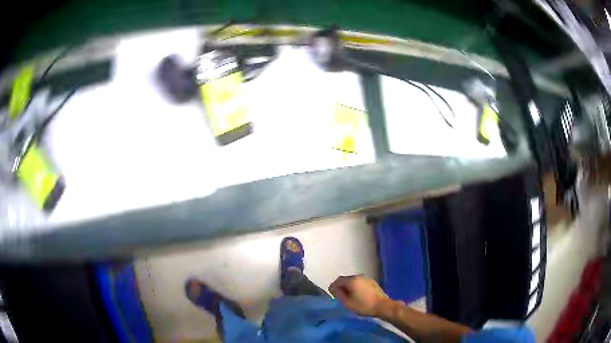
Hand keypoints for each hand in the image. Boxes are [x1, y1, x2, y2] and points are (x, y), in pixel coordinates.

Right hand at [328, 275, 389, 316]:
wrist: (382, 306)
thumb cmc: (363, 305)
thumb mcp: (347, 302)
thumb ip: (338, 294)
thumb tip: (334, 288)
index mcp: (352, 280)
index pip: (338, 280)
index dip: (333, 287)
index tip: (333, 295)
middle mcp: (359, 276)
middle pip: (346, 279)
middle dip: (341, 287)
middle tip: (341, 297)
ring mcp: (367, 278)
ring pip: (353, 281)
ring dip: (349, 287)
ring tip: (350, 297)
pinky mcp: (372, 282)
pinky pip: (360, 283)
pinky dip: (357, 287)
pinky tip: (359, 296)